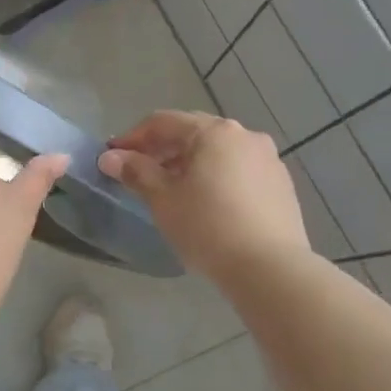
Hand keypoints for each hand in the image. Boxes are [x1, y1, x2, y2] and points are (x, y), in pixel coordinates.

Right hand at [97, 111, 311, 280]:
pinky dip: (215, 176)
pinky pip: (238, 169)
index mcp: (214, 132)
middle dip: (162, 149)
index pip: (163, 122)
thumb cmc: (207, 226)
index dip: (133, 138)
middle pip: (193, 132)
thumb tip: (110, 157)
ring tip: (171, 189)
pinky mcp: (281, 184)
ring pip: (217, 151)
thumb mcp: (163, 199)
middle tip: (139, 172)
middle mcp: (245, 135)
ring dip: (189, 163)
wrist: (269, 267)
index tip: (113, 158)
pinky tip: (205, 202)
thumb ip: (136, 172)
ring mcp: (268, 159)